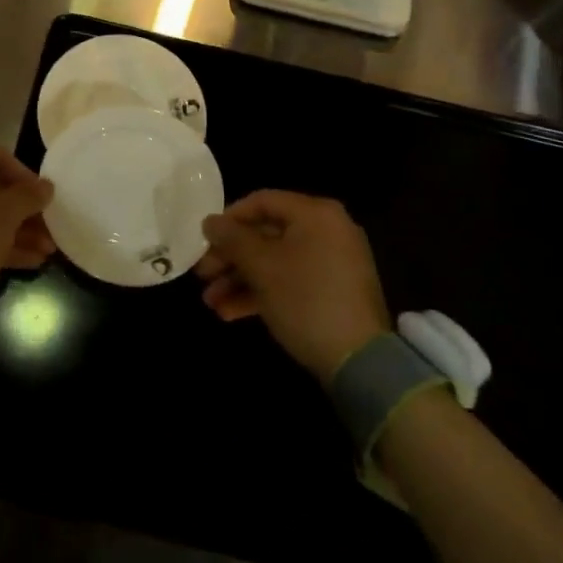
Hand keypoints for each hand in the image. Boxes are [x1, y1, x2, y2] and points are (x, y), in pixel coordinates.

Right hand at [196, 190, 389, 380]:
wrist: (360, 361)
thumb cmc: (306, 299)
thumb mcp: (262, 267)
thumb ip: (232, 239)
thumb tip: (209, 222)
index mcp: (315, 214)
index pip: (262, 201)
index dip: (228, 218)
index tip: (204, 240)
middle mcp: (327, 231)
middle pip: (266, 233)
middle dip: (230, 257)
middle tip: (203, 275)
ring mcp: (332, 263)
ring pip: (275, 261)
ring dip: (240, 279)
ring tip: (211, 302)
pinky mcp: (332, 292)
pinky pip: (290, 281)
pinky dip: (262, 292)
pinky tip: (230, 313)